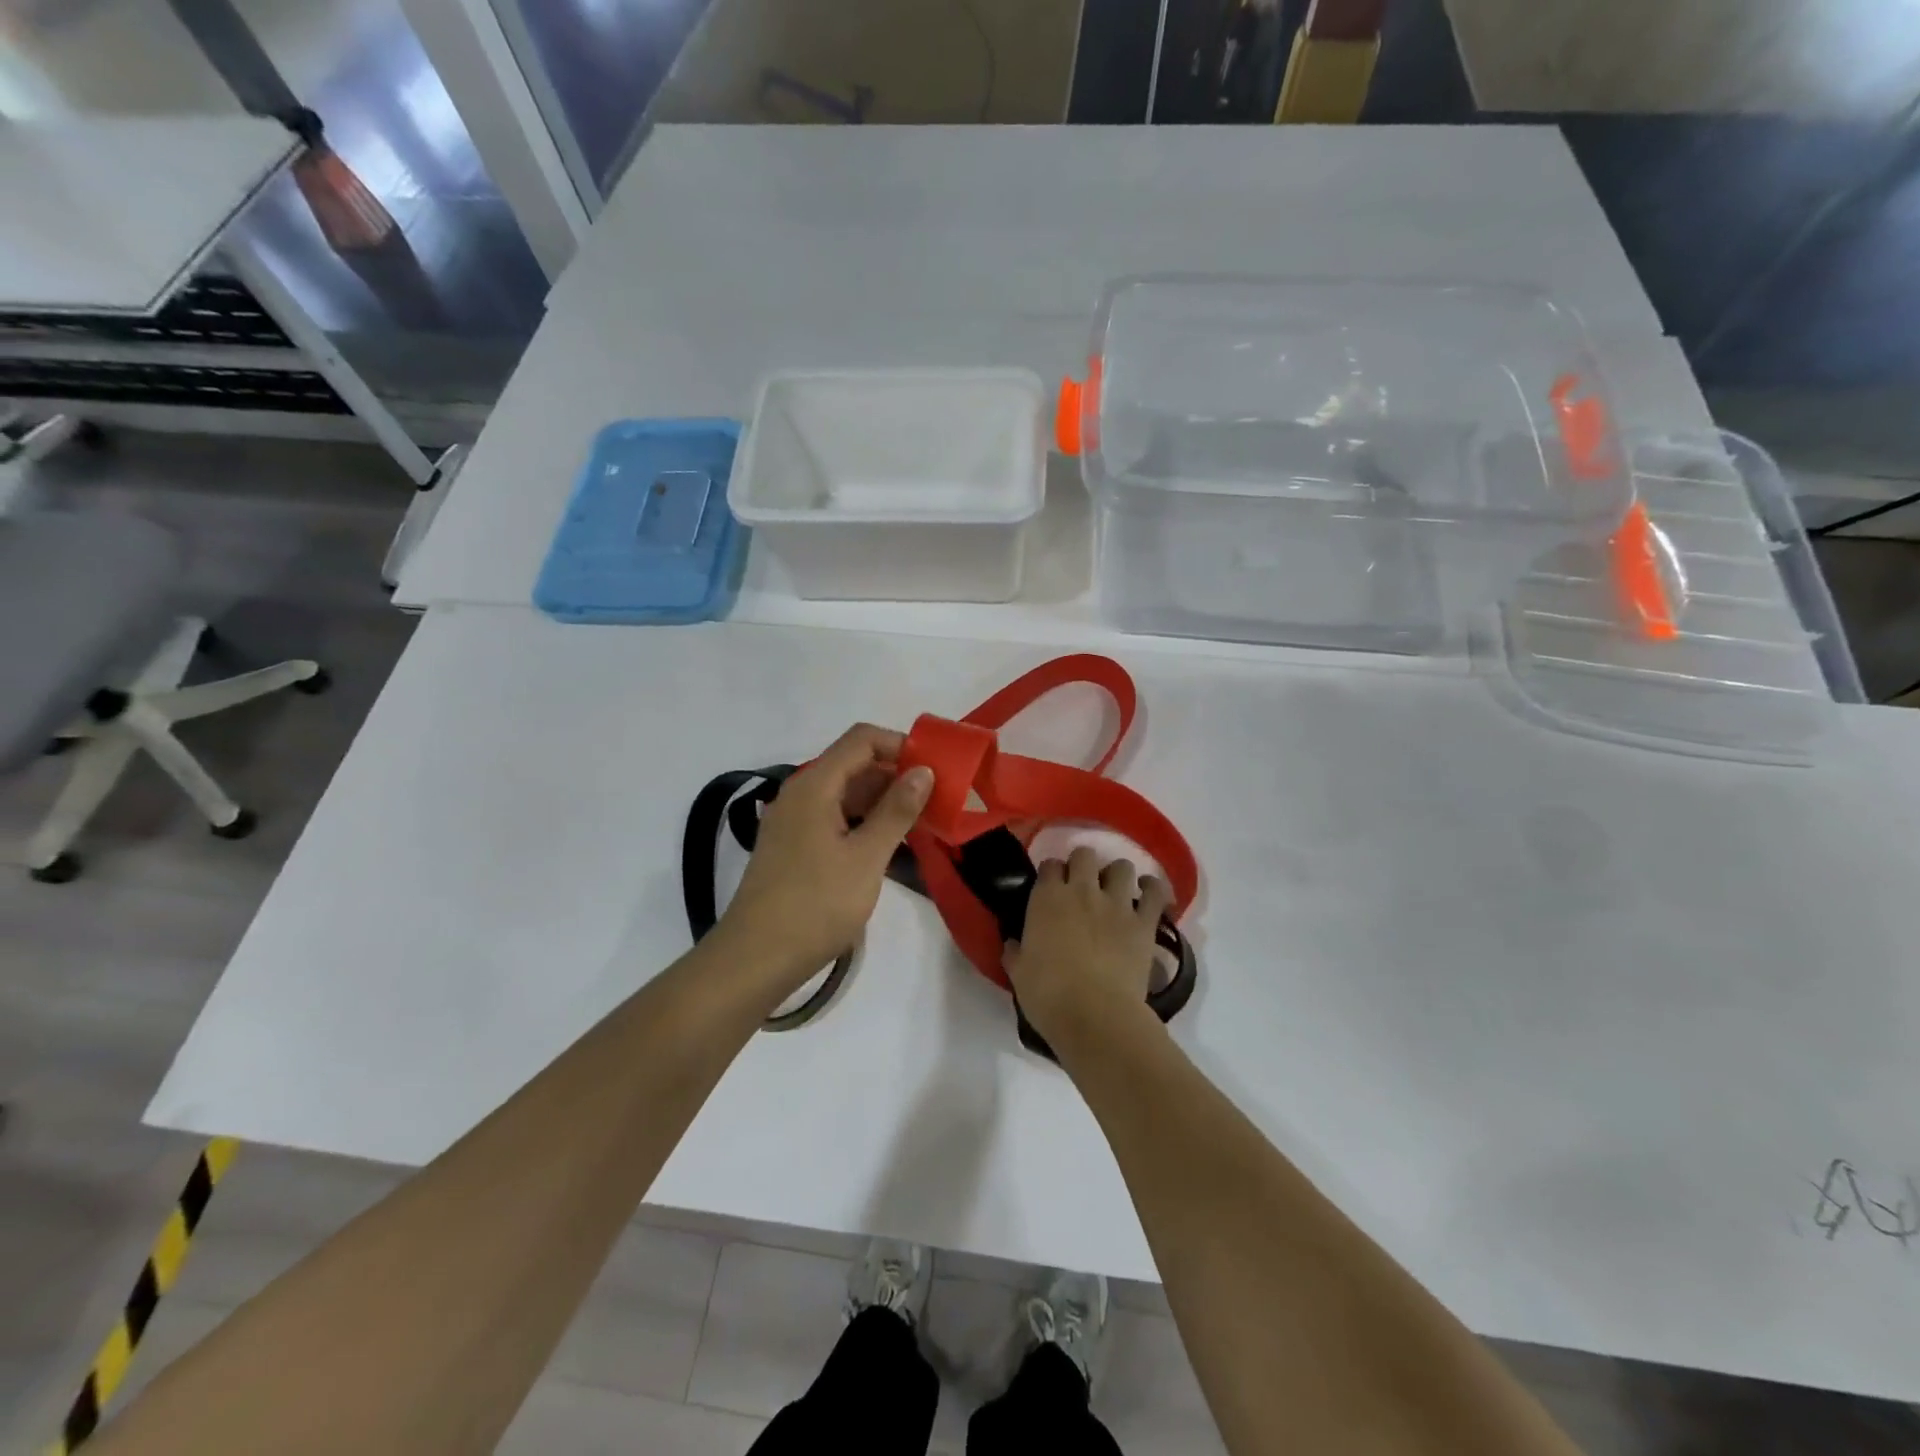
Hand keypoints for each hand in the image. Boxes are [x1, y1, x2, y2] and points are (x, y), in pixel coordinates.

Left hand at [717, 723, 933, 993]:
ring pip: (844, 792)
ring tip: (920, 822)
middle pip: (853, 763)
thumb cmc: (815, 905)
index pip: (862, 739)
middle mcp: (799, 793)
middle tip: (936, 799)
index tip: (934, 770)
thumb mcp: (866, 858)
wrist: (755, 959)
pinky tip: (887, 843)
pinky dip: (863, 821)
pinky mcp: (792, 846)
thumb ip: (896, 810)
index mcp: (814, 785)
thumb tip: (923, 771)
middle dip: (896, 774)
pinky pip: (833, 816)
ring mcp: (792, 820)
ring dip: (882, 800)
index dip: (900, 745)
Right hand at [1004, 846, 1170, 1052]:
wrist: (1094, 1015)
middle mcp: (1081, 891)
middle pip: (1084, 854)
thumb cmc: (1048, 995)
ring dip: (1117, 875)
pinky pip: (1155, 892)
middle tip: (1083, 885)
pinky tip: (1148, 894)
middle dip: (1083, 865)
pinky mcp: (1144, 922)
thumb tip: (1014, 944)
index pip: (1049, 865)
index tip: (1051, 887)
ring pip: (1121, 866)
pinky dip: (1152, 889)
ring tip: (1116, 891)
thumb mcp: (1019, 973)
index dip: (1051, 873)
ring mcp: (1116, 904)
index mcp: (1046, 898)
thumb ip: (1016, 952)